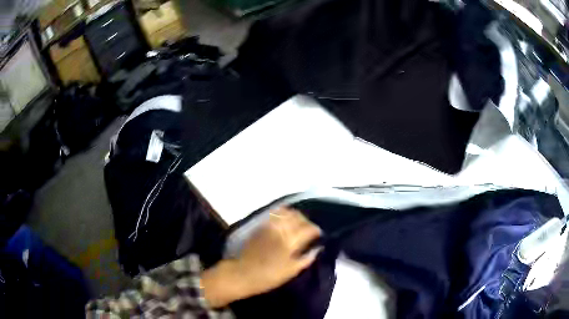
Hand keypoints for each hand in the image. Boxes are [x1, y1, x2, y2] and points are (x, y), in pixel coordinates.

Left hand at [201, 208, 321, 307]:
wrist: (244, 273)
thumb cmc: (270, 276)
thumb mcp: (292, 271)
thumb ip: (307, 258)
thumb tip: (318, 248)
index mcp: (291, 241)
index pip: (309, 229)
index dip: (316, 231)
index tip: (319, 235)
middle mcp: (282, 229)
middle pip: (299, 217)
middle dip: (307, 221)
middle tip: (309, 229)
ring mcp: (270, 225)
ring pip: (287, 212)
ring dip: (295, 216)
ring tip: (298, 223)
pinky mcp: (261, 225)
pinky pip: (275, 213)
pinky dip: (283, 213)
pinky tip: (285, 220)